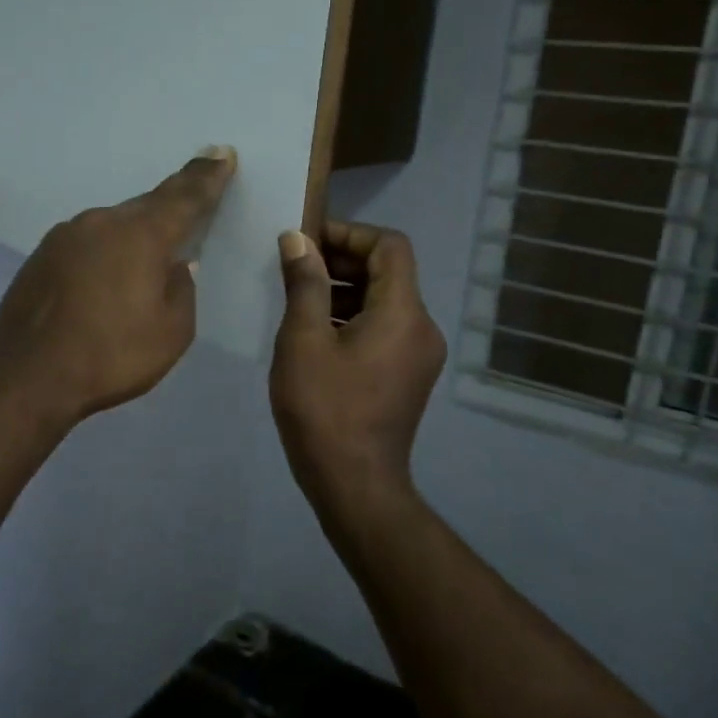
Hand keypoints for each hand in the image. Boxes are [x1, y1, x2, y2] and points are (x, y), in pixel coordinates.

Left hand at [0, 149, 237, 423]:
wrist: (28, 375)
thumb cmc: (111, 355)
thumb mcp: (171, 332)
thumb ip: (182, 290)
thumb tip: (176, 266)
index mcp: (141, 235)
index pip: (184, 197)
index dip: (207, 176)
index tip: (222, 153)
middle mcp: (102, 222)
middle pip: (146, 206)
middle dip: (172, 202)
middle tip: (192, 193)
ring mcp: (65, 235)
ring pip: (112, 225)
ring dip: (132, 234)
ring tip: (144, 255)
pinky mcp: (40, 254)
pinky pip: (86, 243)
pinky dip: (103, 252)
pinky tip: (103, 277)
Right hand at [269, 222, 445, 515]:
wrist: (355, 484)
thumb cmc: (325, 408)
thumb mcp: (303, 340)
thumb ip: (304, 283)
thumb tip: (298, 239)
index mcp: (403, 312)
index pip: (390, 246)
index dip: (349, 233)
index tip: (308, 241)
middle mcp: (422, 327)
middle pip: (388, 272)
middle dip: (342, 261)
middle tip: (295, 266)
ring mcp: (419, 354)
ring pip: (384, 301)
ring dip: (344, 290)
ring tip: (298, 300)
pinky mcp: (409, 375)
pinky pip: (384, 328)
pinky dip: (353, 318)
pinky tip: (315, 334)